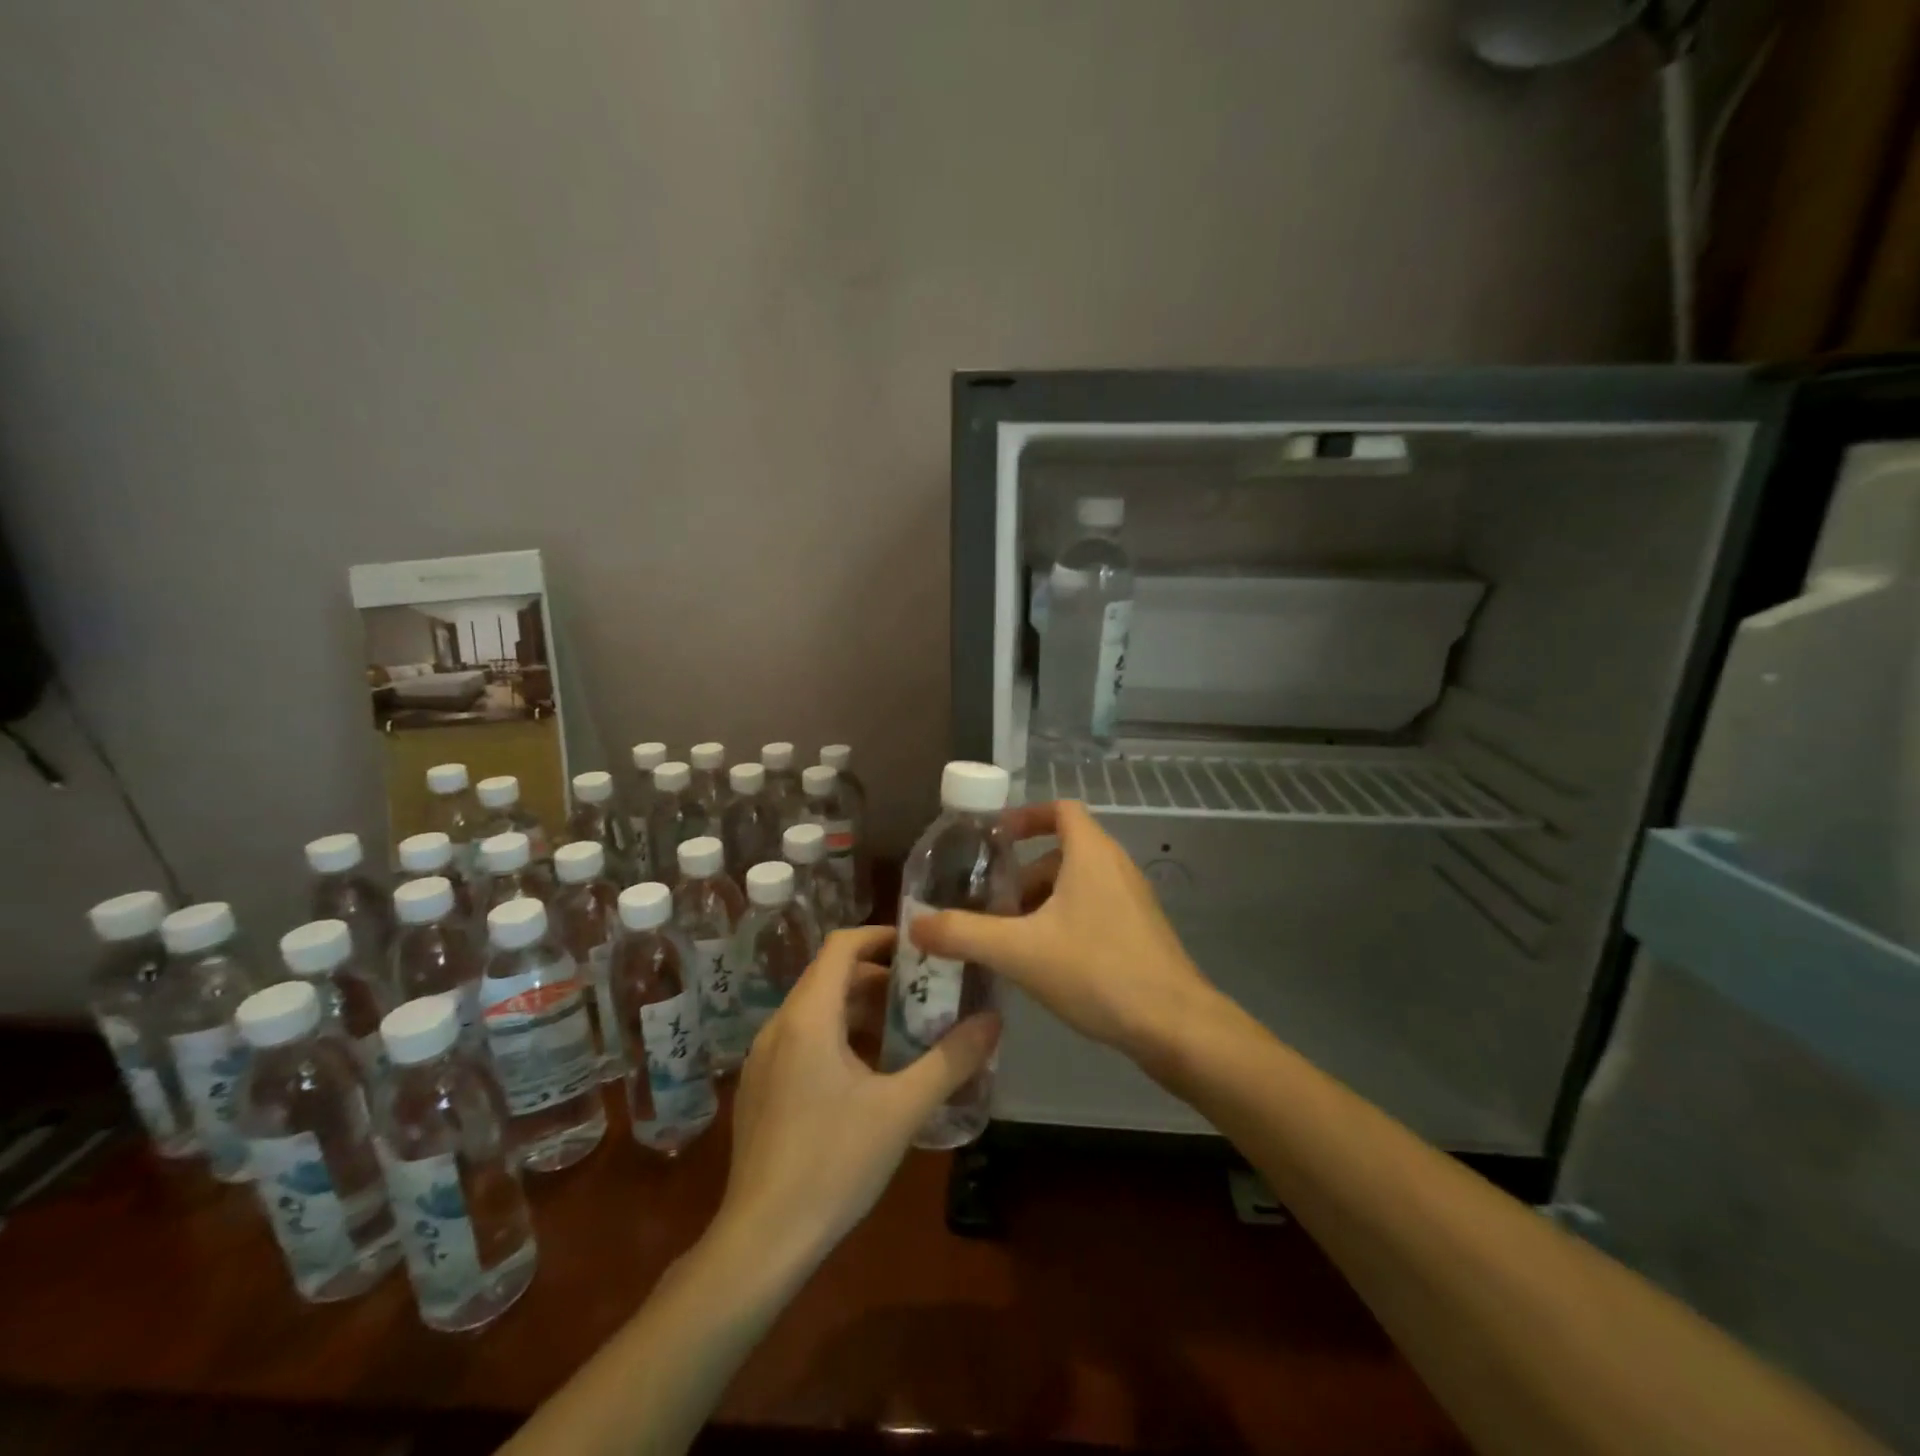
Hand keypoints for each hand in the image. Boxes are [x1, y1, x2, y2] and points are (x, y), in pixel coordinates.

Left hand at [716, 926, 999, 1270]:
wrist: (761, 1241)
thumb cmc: (833, 1164)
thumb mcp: (902, 1109)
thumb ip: (950, 1060)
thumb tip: (993, 1021)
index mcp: (809, 1017)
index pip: (842, 944)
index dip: (881, 935)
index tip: (921, 946)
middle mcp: (779, 1026)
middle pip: (830, 976)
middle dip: (879, 977)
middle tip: (925, 992)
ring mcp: (763, 1058)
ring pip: (816, 1010)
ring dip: (860, 1009)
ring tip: (905, 1031)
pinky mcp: (760, 1088)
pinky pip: (802, 1039)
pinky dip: (838, 1036)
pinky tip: (868, 1074)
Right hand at [912, 800, 1215, 1061]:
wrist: (1175, 1025)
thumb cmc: (1097, 971)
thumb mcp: (1020, 951)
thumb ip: (964, 934)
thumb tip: (915, 925)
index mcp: (1091, 853)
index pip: (1060, 809)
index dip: (1025, 816)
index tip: (994, 839)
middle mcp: (1116, 866)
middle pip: (1062, 851)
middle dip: (1023, 873)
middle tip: (991, 903)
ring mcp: (1132, 900)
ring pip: (1077, 884)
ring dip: (1041, 901)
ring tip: (1009, 937)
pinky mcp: (1140, 931)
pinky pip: (1094, 909)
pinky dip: (1064, 920)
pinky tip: (1044, 962)